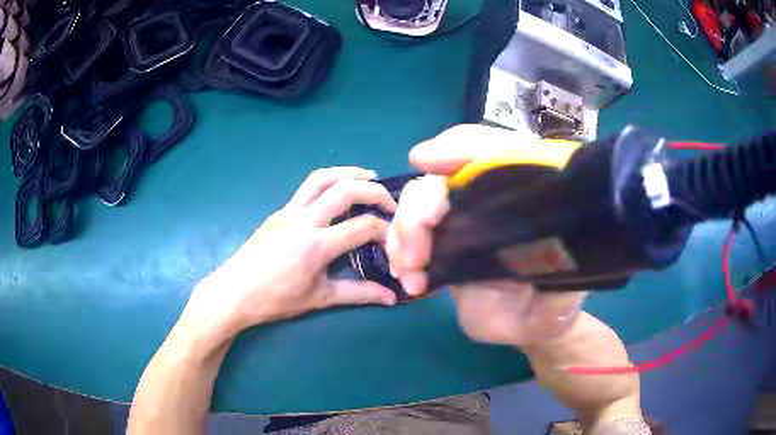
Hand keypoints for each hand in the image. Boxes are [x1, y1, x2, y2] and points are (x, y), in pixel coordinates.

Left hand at [188, 167, 398, 344]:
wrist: (233, 292)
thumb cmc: (275, 300)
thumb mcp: (319, 298)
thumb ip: (359, 294)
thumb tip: (391, 298)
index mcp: (315, 246)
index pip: (362, 226)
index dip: (385, 230)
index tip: (394, 239)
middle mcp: (303, 220)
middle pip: (345, 190)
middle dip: (374, 191)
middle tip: (390, 203)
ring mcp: (288, 211)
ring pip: (322, 177)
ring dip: (349, 172)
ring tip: (369, 177)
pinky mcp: (279, 211)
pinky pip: (308, 187)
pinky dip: (330, 182)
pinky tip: (338, 193)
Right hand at [387, 125, 640, 425]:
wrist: (524, 326)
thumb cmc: (548, 308)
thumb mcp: (559, 305)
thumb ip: (558, 295)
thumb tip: (541, 264)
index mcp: (526, 201)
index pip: (496, 152)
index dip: (463, 147)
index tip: (428, 159)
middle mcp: (491, 201)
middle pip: (444, 179)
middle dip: (419, 208)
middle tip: (416, 256)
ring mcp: (463, 222)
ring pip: (419, 201)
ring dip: (403, 232)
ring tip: (410, 273)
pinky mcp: (443, 244)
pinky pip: (409, 232)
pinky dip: (398, 250)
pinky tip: (408, 279)